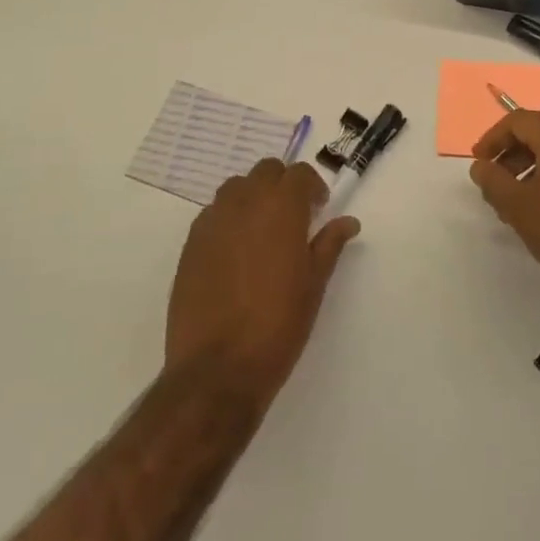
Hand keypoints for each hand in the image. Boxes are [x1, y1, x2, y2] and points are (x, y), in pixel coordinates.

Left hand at [165, 159, 360, 411]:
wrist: (218, 369)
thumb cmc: (278, 324)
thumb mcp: (314, 284)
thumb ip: (330, 244)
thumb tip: (348, 222)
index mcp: (281, 207)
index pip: (299, 173)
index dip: (312, 187)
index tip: (318, 209)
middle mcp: (245, 203)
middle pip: (266, 171)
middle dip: (282, 185)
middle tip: (293, 216)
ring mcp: (213, 221)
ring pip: (236, 188)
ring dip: (253, 197)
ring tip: (262, 230)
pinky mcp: (190, 244)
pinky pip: (213, 214)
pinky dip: (228, 219)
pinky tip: (235, 252)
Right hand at [469, 111, 539, 321]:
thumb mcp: (519, 207)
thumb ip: (493, 181)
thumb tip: (481, 166)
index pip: (519, 120)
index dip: (493, 138)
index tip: (478, 163)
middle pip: (538, 133)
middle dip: (510, 155)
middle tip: (493, 185)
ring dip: (528, 170)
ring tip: (513, 205)